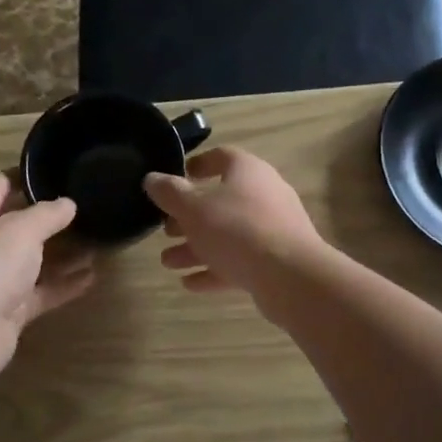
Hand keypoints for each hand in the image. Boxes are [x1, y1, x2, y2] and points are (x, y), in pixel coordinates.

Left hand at [0, 172, 95, 374]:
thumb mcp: (22, 229)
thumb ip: (48, 214)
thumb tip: (68, 203)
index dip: (21, 176)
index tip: (51, 170)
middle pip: (17, 226)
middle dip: (48, 218)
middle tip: (83, 206)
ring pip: (33, 262)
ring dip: (63, 253)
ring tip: (96, 240)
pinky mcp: (10, 310)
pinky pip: (42, 291)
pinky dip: (65, 284)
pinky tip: (92, 276)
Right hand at [143, 146, 323, 301]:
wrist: (291, 277)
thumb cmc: (237, 229)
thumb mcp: (194, 209)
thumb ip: (169, 193)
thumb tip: (151, 178)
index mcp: (248, 172)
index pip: (221, 157)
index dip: (196, 165)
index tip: (174, 179)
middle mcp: (264, 195)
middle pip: (220, 201)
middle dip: (188, 218)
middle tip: (165, 231)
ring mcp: (273, 229)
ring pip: (227, 234)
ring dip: (196, 247)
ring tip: (168, 262)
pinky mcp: (276, 261)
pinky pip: (239, 260)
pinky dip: (214, 269)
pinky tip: (189, 283)